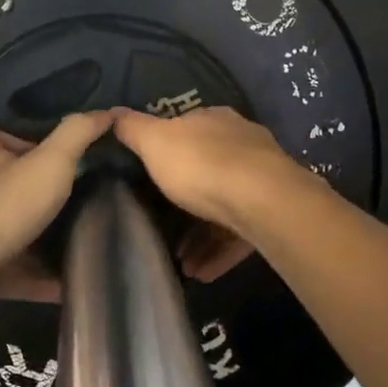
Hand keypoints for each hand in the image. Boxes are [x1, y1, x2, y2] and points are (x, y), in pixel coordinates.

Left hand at [0, 112, 113, 313]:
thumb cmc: (8, 205)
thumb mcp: (51, 161)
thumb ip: (78, 134)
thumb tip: (109, 112)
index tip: (35, 143)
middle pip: (7, 188)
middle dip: (39, 194)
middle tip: (82, 194)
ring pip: (20, 234)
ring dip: (49, 239)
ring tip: (91, 237)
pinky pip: (28, 278)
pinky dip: (51, 283)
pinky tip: (81, 282)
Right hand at [113, 107, 300, 247]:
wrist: (263, 201)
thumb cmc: (202, 165)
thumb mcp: (155, 141)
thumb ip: (133, 128)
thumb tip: (113, 113)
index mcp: (214, 121)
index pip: (186, 132)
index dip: (165, 156)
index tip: (147, 183)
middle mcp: (241, 144)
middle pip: (207, 172)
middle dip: (183, 203)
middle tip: (162, 230)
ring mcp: (261, 179)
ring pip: (224, 208)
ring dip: (201, 237)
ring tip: (182, 263)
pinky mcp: (274, 212)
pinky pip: (240, 234)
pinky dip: (220, 253)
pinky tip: (202, 273)